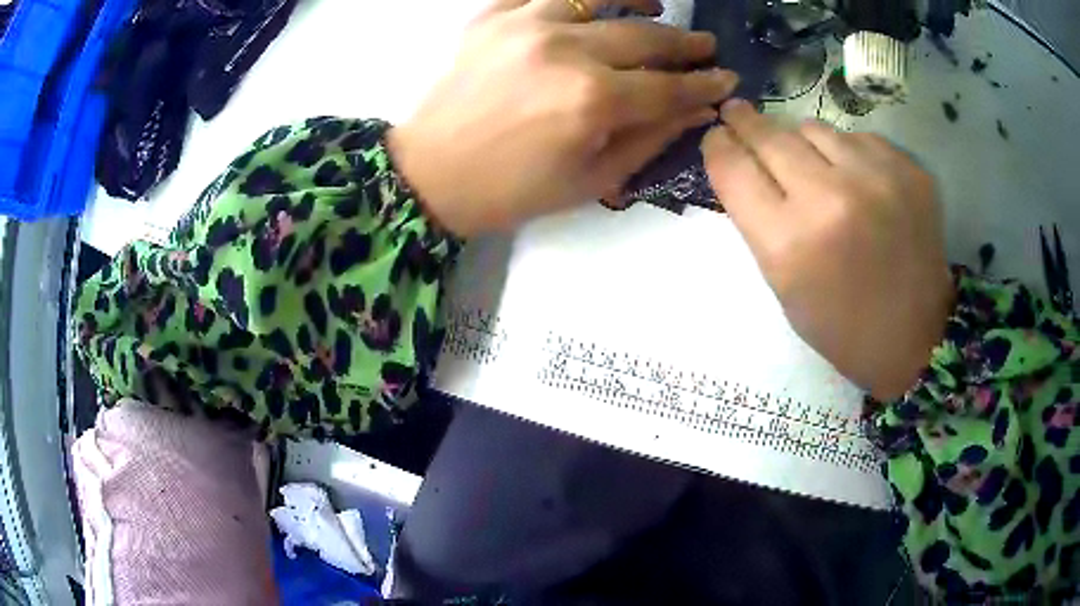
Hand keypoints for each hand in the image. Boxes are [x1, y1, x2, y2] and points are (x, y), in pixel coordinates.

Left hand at [389, 0, 738, 236]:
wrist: (430, 174)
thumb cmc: (512, 190)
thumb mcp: (592, 180)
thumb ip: (651, 138)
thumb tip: (698, 110)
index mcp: (592, 100)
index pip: (669, 86)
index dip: (704, 84)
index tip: (727, 79)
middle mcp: (565, 50)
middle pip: (644, 37)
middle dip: (684, 44)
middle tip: (706, 46)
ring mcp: (525, 24)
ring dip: (639, 2)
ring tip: (659, 8)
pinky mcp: (493, 16)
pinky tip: (596, 5)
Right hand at [702, 100, 954, 399]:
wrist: (915, 337)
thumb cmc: (840, 324)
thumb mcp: (783, 284)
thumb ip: (758, 219)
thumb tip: (744, 158)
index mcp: (790, 243)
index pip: (733, 168)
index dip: (718, 146)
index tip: (718, 135)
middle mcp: (831, 199)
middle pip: (770, 136)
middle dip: (747, 123)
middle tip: (738, 113)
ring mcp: (877, 179)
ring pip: (814, 127)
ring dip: (801, 141)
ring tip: (811, 162)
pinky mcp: (909, 171)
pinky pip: (858, 138)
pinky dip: (848, 153)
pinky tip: (856, 179)